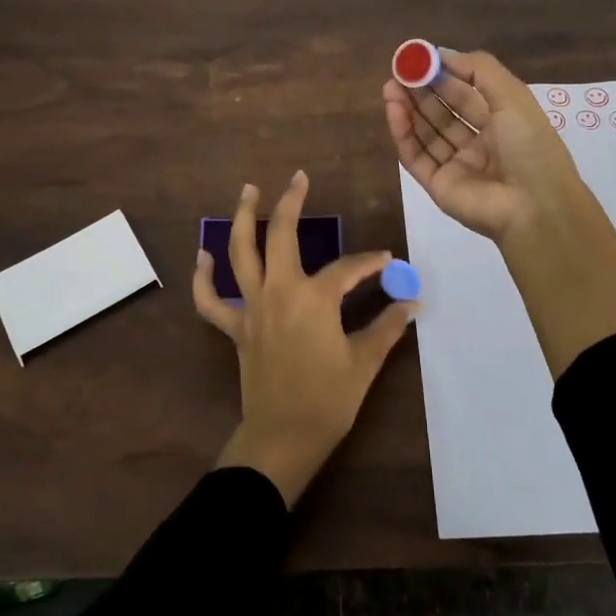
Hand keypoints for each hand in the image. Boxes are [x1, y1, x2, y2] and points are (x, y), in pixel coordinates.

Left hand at [192, 170, 416, 506]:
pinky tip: (204, 254)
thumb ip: (387, 327)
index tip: (387, 261)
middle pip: (282, 235)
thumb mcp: (364, 362)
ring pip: (240, 253)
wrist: (282, 438)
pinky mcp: (236, 327)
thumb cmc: (328, 400)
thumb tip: (411, 304)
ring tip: (248, 191)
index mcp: (314, 298)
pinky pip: (210, 299)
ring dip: (243, 218)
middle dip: (292, 202)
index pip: (348, 268)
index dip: (370, 262)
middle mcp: (279, 291)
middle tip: (299, 177)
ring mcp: (252, 307)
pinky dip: (203, 277)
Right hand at [382, 47, 585, 241]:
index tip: (418, 58)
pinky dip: (403, 133)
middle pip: (442, 112)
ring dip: (408, 109)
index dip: (442, 75)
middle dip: (420, 91)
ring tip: (390, 87)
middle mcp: (478, 143)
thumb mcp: (513, 96)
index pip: (465, 94)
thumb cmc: (529, 146)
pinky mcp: (438, 185)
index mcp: (501, 122)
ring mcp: (456, 165)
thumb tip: (442, 53)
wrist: (534, 207)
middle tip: (398, 72)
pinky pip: (416, 156)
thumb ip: (479, 70)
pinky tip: (394, 111)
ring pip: (426, 133)